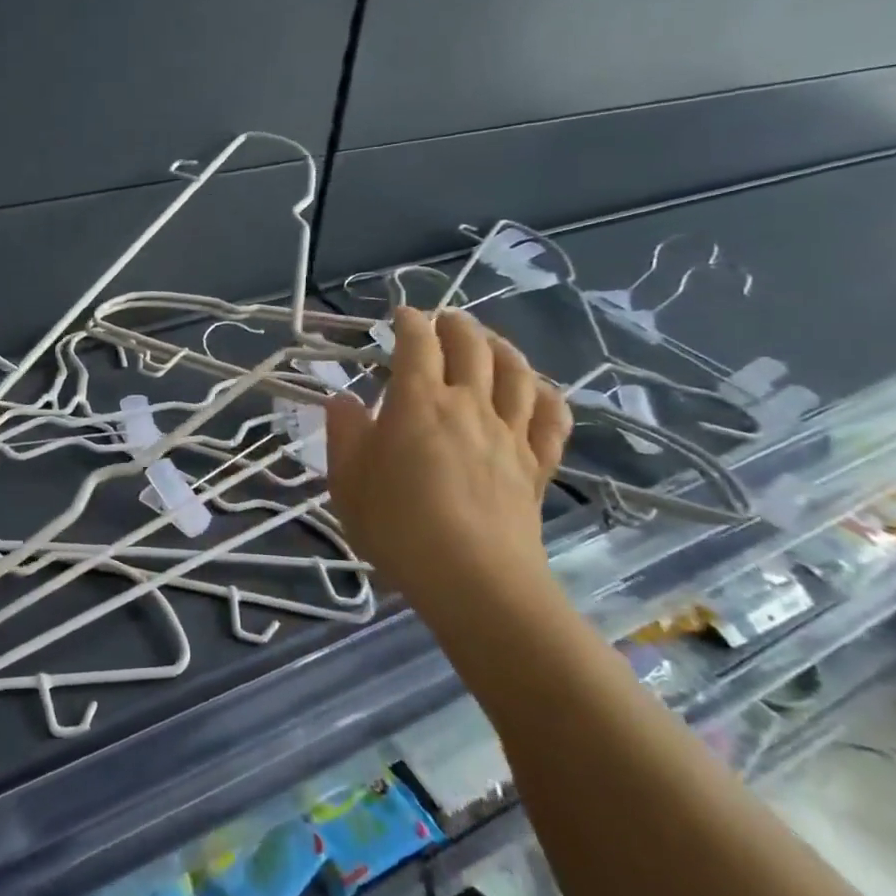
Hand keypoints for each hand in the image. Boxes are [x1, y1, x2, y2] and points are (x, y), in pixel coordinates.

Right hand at [324, 307, 571, 630]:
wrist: (473, 581)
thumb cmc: (398, 528)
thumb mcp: (347, 482)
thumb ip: (344, 434)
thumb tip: (343, 400)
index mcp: (419, 402)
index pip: (417, 343)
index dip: (409, 321)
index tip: (400, 314)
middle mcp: (469, 405)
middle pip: (472, 346)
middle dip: (456, 325)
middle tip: (443, 320)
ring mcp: (509, 433)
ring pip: (517, 373)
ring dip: (502, 347)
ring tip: (489, 342)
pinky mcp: (536, 465)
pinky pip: (551, 419)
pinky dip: (545, 395)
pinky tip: (536, 391)